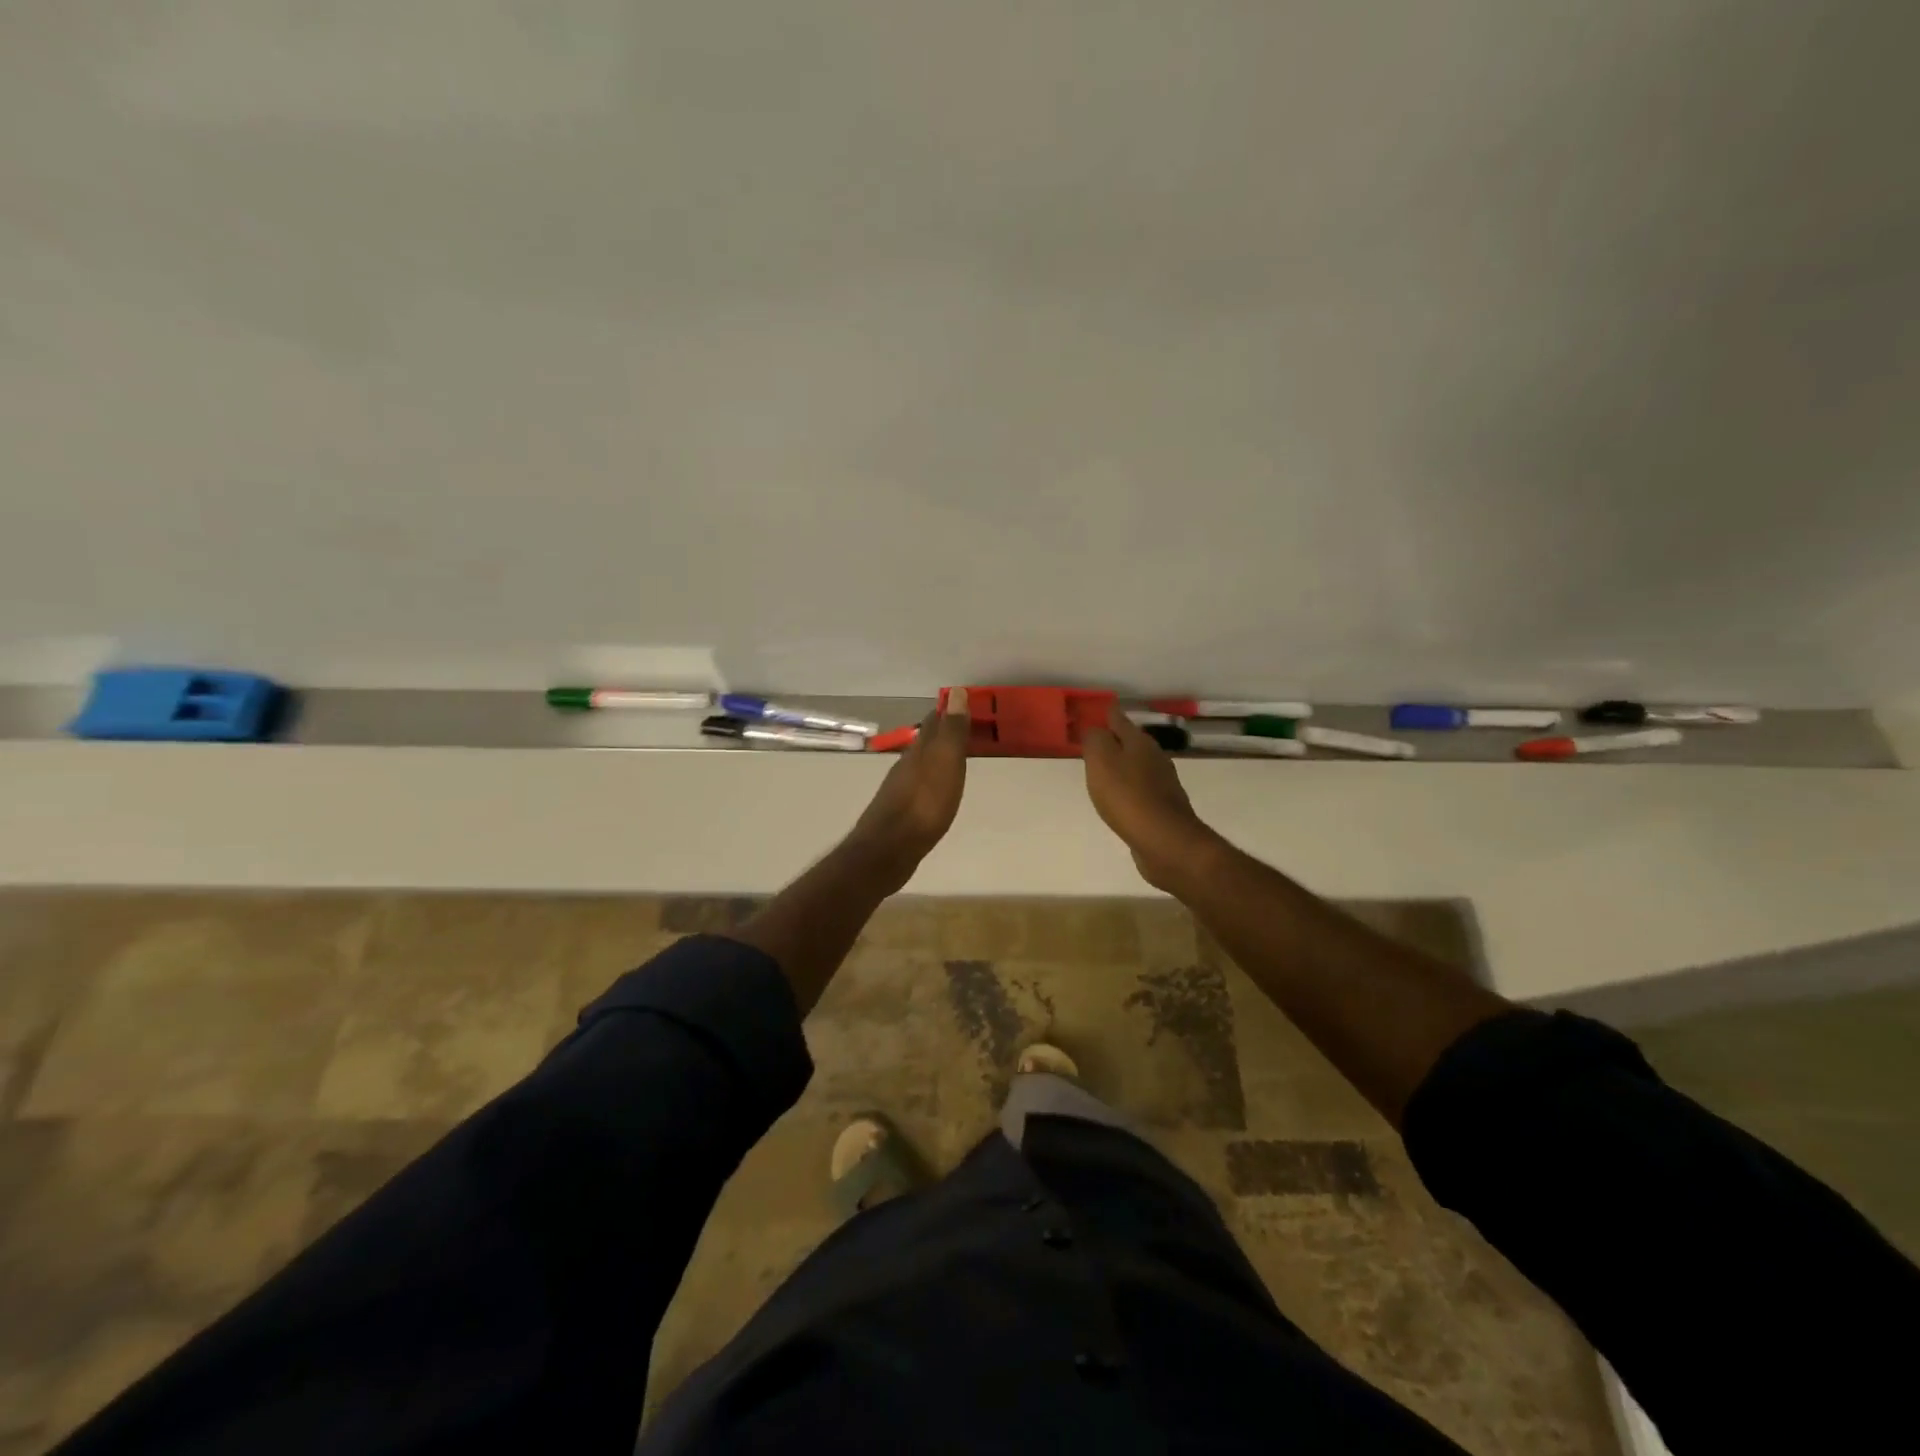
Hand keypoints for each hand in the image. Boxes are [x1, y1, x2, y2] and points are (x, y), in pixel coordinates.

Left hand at [847, 689, 971, 884]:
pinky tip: (935, 791)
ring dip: (935, 758)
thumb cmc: (924, 804)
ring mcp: (899, 789)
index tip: (963, 706)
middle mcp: (905, 765)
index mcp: (918, 751)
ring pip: (920, 765)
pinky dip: (929, 781)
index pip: (933, 722)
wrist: (889, 850)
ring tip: (952, 759)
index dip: (947, 712)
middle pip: (925, 743)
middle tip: (962, 730)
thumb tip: (955, 692)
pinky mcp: (899, 813)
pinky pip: (918, 788)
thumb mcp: (945, 763)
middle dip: (942, 734)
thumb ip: (951, 730)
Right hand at [1082, 705, 1220, 891]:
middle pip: (1131, 742)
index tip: (1095, 710)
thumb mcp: (1101, 761)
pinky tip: (1121, 798)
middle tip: (1095, 742)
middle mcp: (1155, 757)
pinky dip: (1129, 788)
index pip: (1119, 719)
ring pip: (1138, 765)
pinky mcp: (1164, 808)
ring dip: (1123, 765)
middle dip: (1114, 740)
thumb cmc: (1127, 796)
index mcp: (1139, 742)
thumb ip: (1095, 740)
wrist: (1164, 841)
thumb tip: (1094, 729)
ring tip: (1104, 770)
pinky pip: (1141, 790)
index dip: (1106, 713)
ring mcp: (1163, 784)